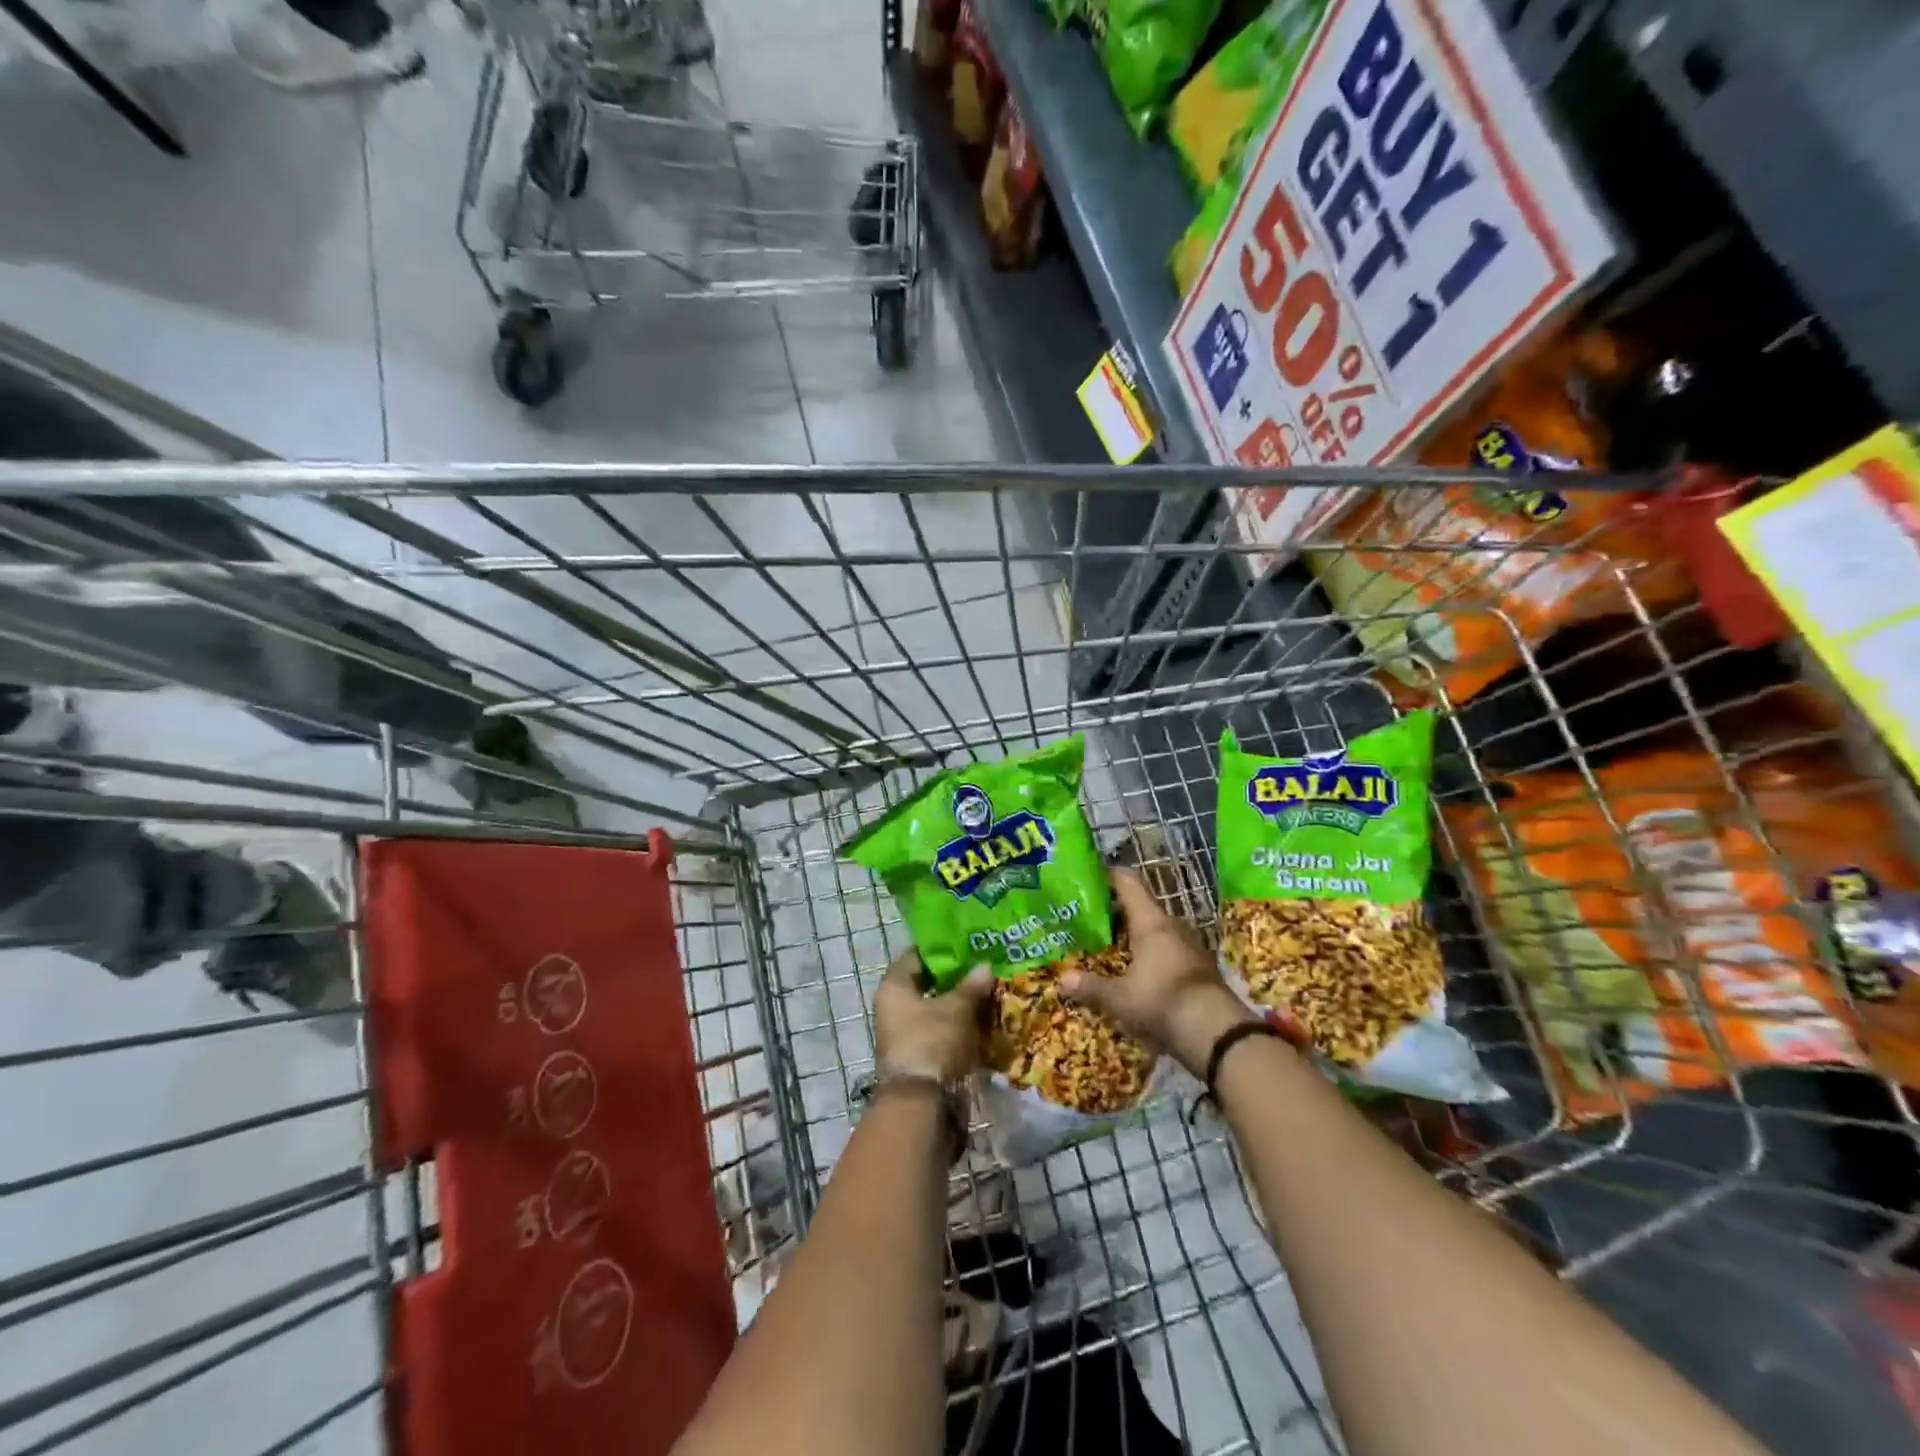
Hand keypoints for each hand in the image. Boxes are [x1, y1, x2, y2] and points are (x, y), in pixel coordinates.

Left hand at [874, 952, 992, 1080]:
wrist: (920, 1104)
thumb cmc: (932, 1042)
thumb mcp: (957, 1009)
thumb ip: (971, 986)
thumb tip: (985, 966)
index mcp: (894, 987)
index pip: (915, 956)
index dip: (940, 950)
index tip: (966, 945)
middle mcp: (893, 1007)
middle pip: (926, 984)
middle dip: (955, 978)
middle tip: (983, 968)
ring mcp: (904, 1034)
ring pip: (935, 1010)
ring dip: (959, 1004)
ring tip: (989, 993)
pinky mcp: (918, 1056)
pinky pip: (940, 1032)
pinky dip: (958, 1027)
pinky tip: (983, 1022)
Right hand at [1060, 869, 1254, 1075]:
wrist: (1218, 1033)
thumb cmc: (1162, 1001)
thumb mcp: (1120, 998)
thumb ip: (1091, 987)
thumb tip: (1062, 979)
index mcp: (1150, 922)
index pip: (1127, 883)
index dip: (1108, 875)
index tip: (1089, 875)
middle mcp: (1171, 926)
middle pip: (1141, 907)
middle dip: (1116, 911)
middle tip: (1091, 918)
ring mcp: (1190, 946)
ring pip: (1156, 930)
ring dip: (1135, 935)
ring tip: (1111, 945)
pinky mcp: (1200, 968)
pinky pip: (1169, 951)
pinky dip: (1151, 954)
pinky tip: (1138, 971)